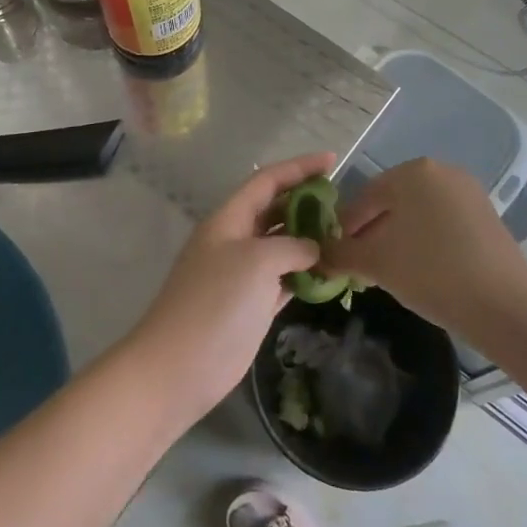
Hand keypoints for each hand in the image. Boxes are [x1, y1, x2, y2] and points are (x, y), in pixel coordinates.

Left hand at [125, 153, 334, 426]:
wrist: (180, 366)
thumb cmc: (215, 303)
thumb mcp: (256, 261)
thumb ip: (291, 246)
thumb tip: (315, 249)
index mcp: (229, 219)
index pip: (267, 181)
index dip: (298, 168)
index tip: (332, 160)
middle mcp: (236, 240)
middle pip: (276, 211)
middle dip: (307, 203)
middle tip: (345, 204)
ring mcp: (243, 275)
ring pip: (283, 247)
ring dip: (311, 241)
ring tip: (346, 237)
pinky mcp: (252, 305)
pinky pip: (285, 279)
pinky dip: (307, 275)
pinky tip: (332, 274)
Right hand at [326, 158, 526, 340]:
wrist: (505, 306)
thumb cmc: (430, 272)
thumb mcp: (375, 263)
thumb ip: (339, 254)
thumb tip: (316, 256)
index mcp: (412, 171)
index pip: (364, 196)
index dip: (345, 228)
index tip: (336, 256)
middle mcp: (441, 171)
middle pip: (392, 203)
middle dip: (371, 233)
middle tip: (359, 267)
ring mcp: (468, 193)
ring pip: (417, 214)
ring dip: (397, 240)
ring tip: (387, 273)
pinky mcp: (487, 216)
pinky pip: (442, 223)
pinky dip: (424, 242)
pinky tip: (420, 272)